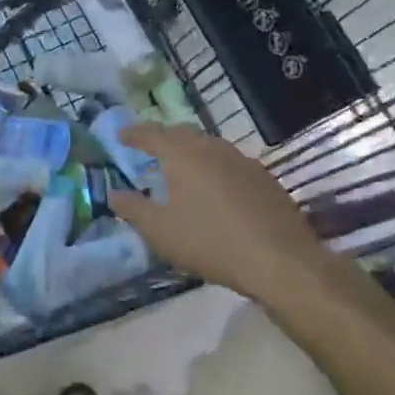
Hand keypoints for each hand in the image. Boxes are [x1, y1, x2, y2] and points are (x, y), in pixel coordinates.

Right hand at [110, 123, 330, 299]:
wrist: (281, 261)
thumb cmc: (211, 242)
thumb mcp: (160, 231)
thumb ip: (132, 209)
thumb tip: (113, 193)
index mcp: (184, 154)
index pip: (152, 134)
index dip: (134, 134)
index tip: (120, 136)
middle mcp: (213, 148)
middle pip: (183, 134)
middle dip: (164, 138)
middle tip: (150, 150)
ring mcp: (244, 161)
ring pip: (209, 146)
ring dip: (191, 152)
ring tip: (180, 170)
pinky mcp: (265, 179)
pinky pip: (230, 163)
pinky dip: (213, 168)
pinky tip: (214, 190)